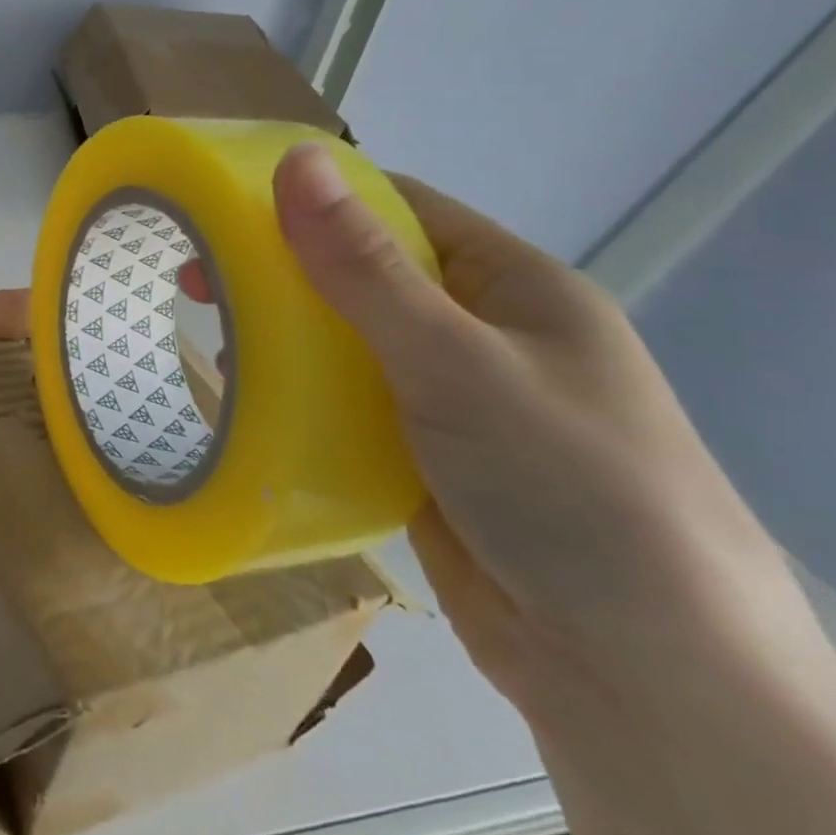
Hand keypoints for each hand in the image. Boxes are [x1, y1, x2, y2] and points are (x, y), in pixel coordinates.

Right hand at [269, 143, 800, 714]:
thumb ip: (365, 266)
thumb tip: (295, 159)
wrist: (638, 674)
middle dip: (283, 273)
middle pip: (364, 276)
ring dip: (284, 337)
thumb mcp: (454, 360)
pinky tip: (252, 400)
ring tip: (214, 341)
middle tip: (197, 282)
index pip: (401, 208)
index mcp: (512, 286)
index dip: (317, 197)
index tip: (228, 205)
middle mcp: (484, 334)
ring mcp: (454, 400)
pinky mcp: (424, 458)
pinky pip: (348, 406)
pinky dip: (300, 397)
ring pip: (348, 345)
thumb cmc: (564, 484)